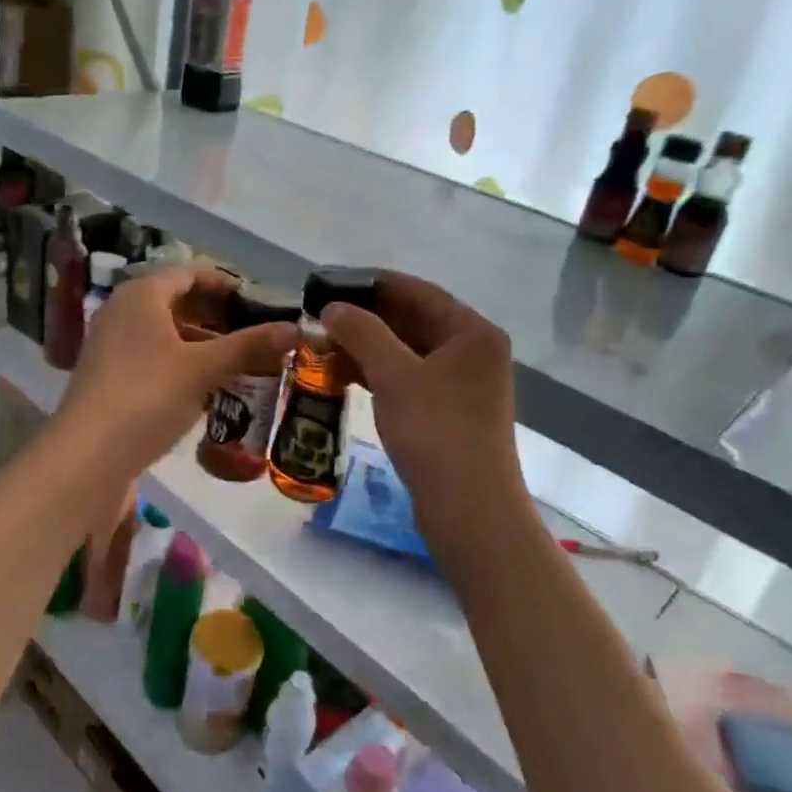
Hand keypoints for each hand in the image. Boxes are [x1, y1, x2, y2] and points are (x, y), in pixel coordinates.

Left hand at [55, 266, 297, 478]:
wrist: (88, 455)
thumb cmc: (147, 395)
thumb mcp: (202, 369)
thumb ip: (248, 347)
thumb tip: (295, 329)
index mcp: (142, 295)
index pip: (190, 274)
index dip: (226, 285)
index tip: (258, 303)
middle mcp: (122, 311)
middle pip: (177, 303)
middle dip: (217, 318)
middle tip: (255, 335)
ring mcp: (111, 345)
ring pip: (166, 334)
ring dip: (202, 345)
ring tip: (240, 363)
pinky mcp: (109, 377)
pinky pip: (153, 359)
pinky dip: (182, 366)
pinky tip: (206, 389)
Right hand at [320, 271, 525, 517]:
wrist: (469, 508)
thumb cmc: (435, 431)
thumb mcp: (394, 374)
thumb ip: (362, 332)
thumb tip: (332, 307)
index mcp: (471, 331)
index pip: (417, 290)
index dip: (371, 284)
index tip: (330, 283)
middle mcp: (472, 350)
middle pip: (413, 320)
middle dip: (366, 318)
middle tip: (319, 317)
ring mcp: (463, 383)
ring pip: (408, 351)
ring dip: (368, 347)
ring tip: (322, 345)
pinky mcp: (449, 411)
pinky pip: (409, 378)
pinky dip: (379, 373)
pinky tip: (343, 374)